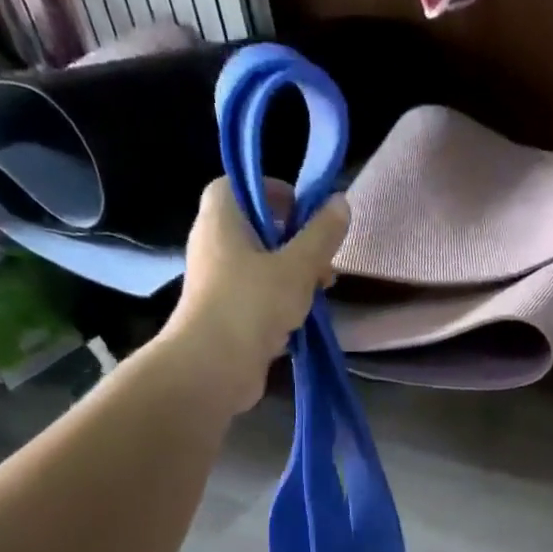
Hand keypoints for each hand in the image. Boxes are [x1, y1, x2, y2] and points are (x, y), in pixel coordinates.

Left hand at [162, 177, 348, 412]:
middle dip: (294, 239)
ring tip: (321, 290)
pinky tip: (303, 317)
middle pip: (255, 227)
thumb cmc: (252, 303)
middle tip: (323, 257)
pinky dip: (280, 300)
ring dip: (292, 273)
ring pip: (259, 264)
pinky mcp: (223, 313)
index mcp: (221, 219)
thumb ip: (321, 235)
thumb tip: (340, 201)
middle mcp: (212, 244)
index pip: (238, 185)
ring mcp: (216, 281)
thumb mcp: (298, 266)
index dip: (271, 190)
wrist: (213, 366)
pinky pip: (256, 295)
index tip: (304, 209)